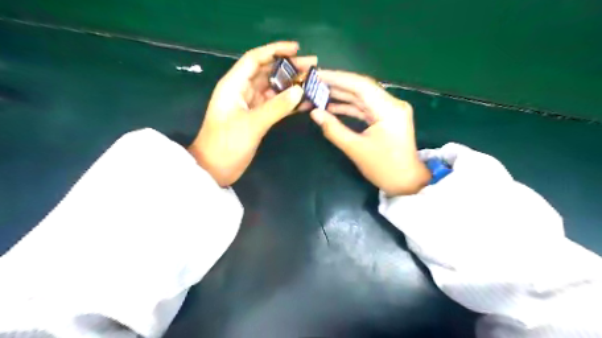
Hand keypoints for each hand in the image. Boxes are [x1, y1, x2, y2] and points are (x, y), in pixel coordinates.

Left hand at [191, 41, 316, 187]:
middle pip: (267, 72)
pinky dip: (288, 103)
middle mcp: (242, 91)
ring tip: (313, 82)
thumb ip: (276, 107)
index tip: (297, 49)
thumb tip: (300, 90)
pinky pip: (275, 105)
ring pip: (273, 89)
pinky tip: (305, 102)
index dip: (275, 50)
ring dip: (291, 85)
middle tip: (313, 66)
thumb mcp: (252, 124)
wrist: (215, 169)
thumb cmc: (227, 144)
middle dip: (289, 67)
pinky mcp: (256, 118)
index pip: (255, 59)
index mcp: (234, 85)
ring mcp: (250, 105)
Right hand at [308, 68, 430, 194]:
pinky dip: (348, 107)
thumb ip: (334, 129)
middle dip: (336, 85)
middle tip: (313, 83)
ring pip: (361, 97)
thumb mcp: (356, 149)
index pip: (360, 85)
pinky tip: (331, 107)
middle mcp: (391, 104)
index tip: (316, 75)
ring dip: (340, 96)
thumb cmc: (384, 168)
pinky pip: (364, 108)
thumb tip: (314, 113)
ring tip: (318, 94)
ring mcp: (389, 110)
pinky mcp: (386, 118)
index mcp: (389, 109)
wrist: (406, 183)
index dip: (337, 78)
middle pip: (361, 88)